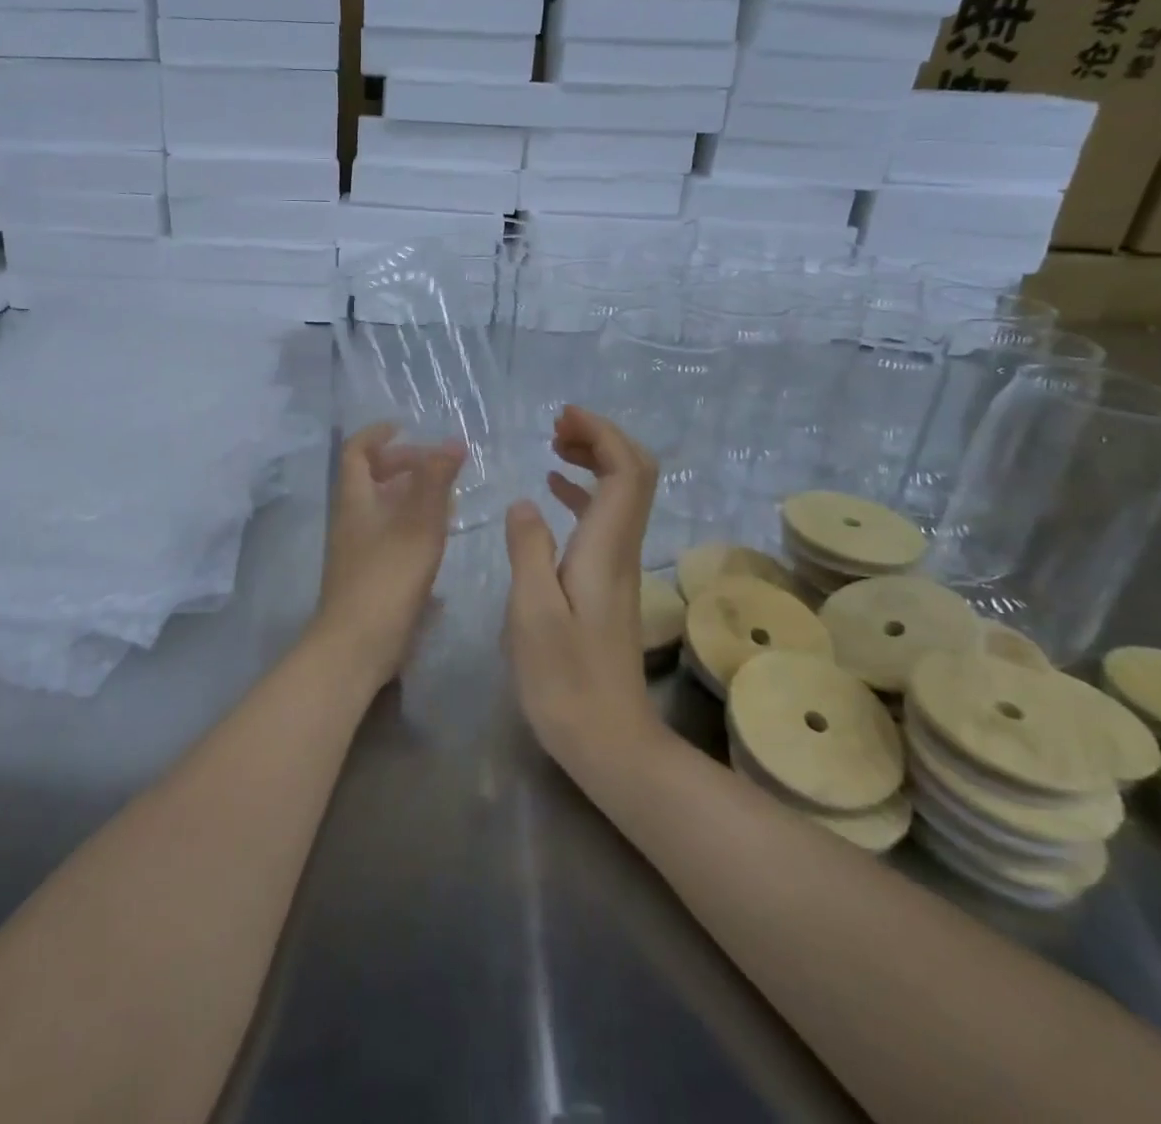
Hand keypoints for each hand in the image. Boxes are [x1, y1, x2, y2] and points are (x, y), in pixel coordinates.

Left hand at [308, 422, 464, 689]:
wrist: (356, 646)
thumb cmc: (387, 579)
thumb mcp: (418, 525)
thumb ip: (436, 482)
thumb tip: (451, 442)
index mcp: (355, 500)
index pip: (356, 451)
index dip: (378, 434)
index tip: (407, 427)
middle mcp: (351, 520)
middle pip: (370, 478)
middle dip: (402, 465)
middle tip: (437, 466)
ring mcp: (357, 550)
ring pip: (381, 508)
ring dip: (410, 496)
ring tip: (446, 499)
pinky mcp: (368, 576)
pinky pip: (388, 536)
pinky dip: (411, 526)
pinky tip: (437, 540)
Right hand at [502, 406, 665, 781]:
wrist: (609, 742)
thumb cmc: (564, 682)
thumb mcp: (531, 615)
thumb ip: (527, 552)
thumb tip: (525, 502)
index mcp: (604, 549)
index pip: (625, 471)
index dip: (602, 433)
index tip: (564, 417)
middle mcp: (620, 550)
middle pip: (635, 475)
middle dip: (602, 438)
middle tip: (557, 428)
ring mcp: (618, 567)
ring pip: (622, 495)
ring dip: (595, 462)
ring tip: (553, 447)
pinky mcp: (607, 585)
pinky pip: (604, 520)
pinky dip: (584, 494)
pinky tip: (554, 495)